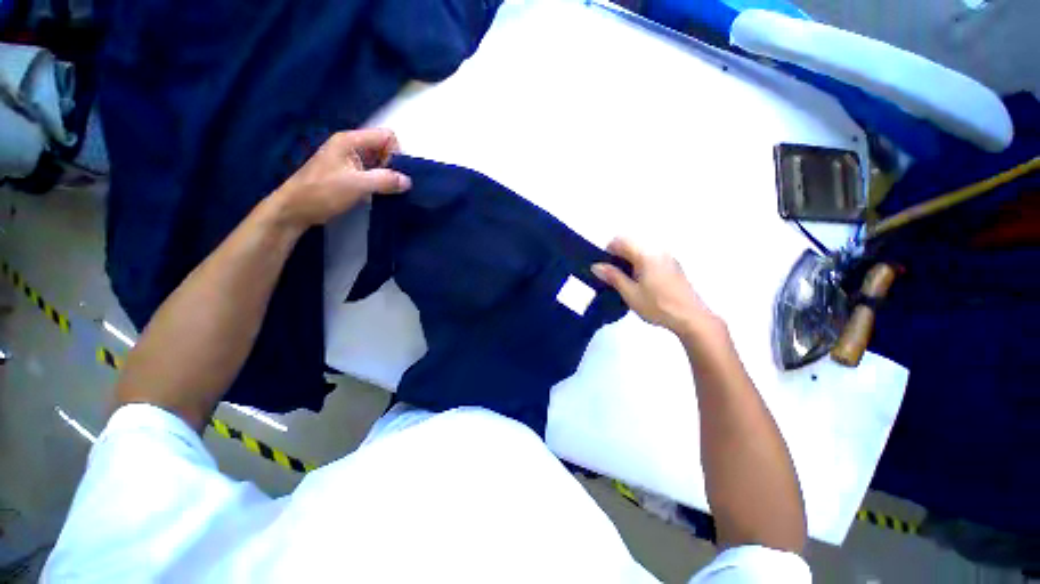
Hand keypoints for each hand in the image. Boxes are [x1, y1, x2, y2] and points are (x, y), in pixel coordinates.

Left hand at [270, 128, 410, 229]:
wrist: (295, 208)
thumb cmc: (322, 192)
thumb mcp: (356, 185)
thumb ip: (384, 180)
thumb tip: (408, 181)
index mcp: (350, 141)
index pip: (386, 136)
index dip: (395, 153)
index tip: (394, 173)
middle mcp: (351, 146)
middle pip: (383, 148)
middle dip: (392, 166)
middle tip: (391, 185)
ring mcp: (349, 160)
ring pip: (379, 162)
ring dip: (387, 176)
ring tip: (386, 191)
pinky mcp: (349, 174)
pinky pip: (372, 173)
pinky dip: (379, 182)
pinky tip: (378, 194)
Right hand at [592, 238, 717, 336]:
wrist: (691, 318)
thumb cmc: (657, 305)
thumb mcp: (630, 293)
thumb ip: (613, 277)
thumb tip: (596, 266)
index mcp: (645, 254)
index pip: (620, 241)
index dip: (608, 252)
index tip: (605, 270)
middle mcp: (657, 250)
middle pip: (631, 244)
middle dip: (618, 257)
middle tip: (614, 278)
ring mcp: (668, 258)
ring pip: (641, 252)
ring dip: (630, 262)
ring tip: (627, 283)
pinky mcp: (674, 266)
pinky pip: (652, 258)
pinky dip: (642, 265)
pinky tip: (643, 285)